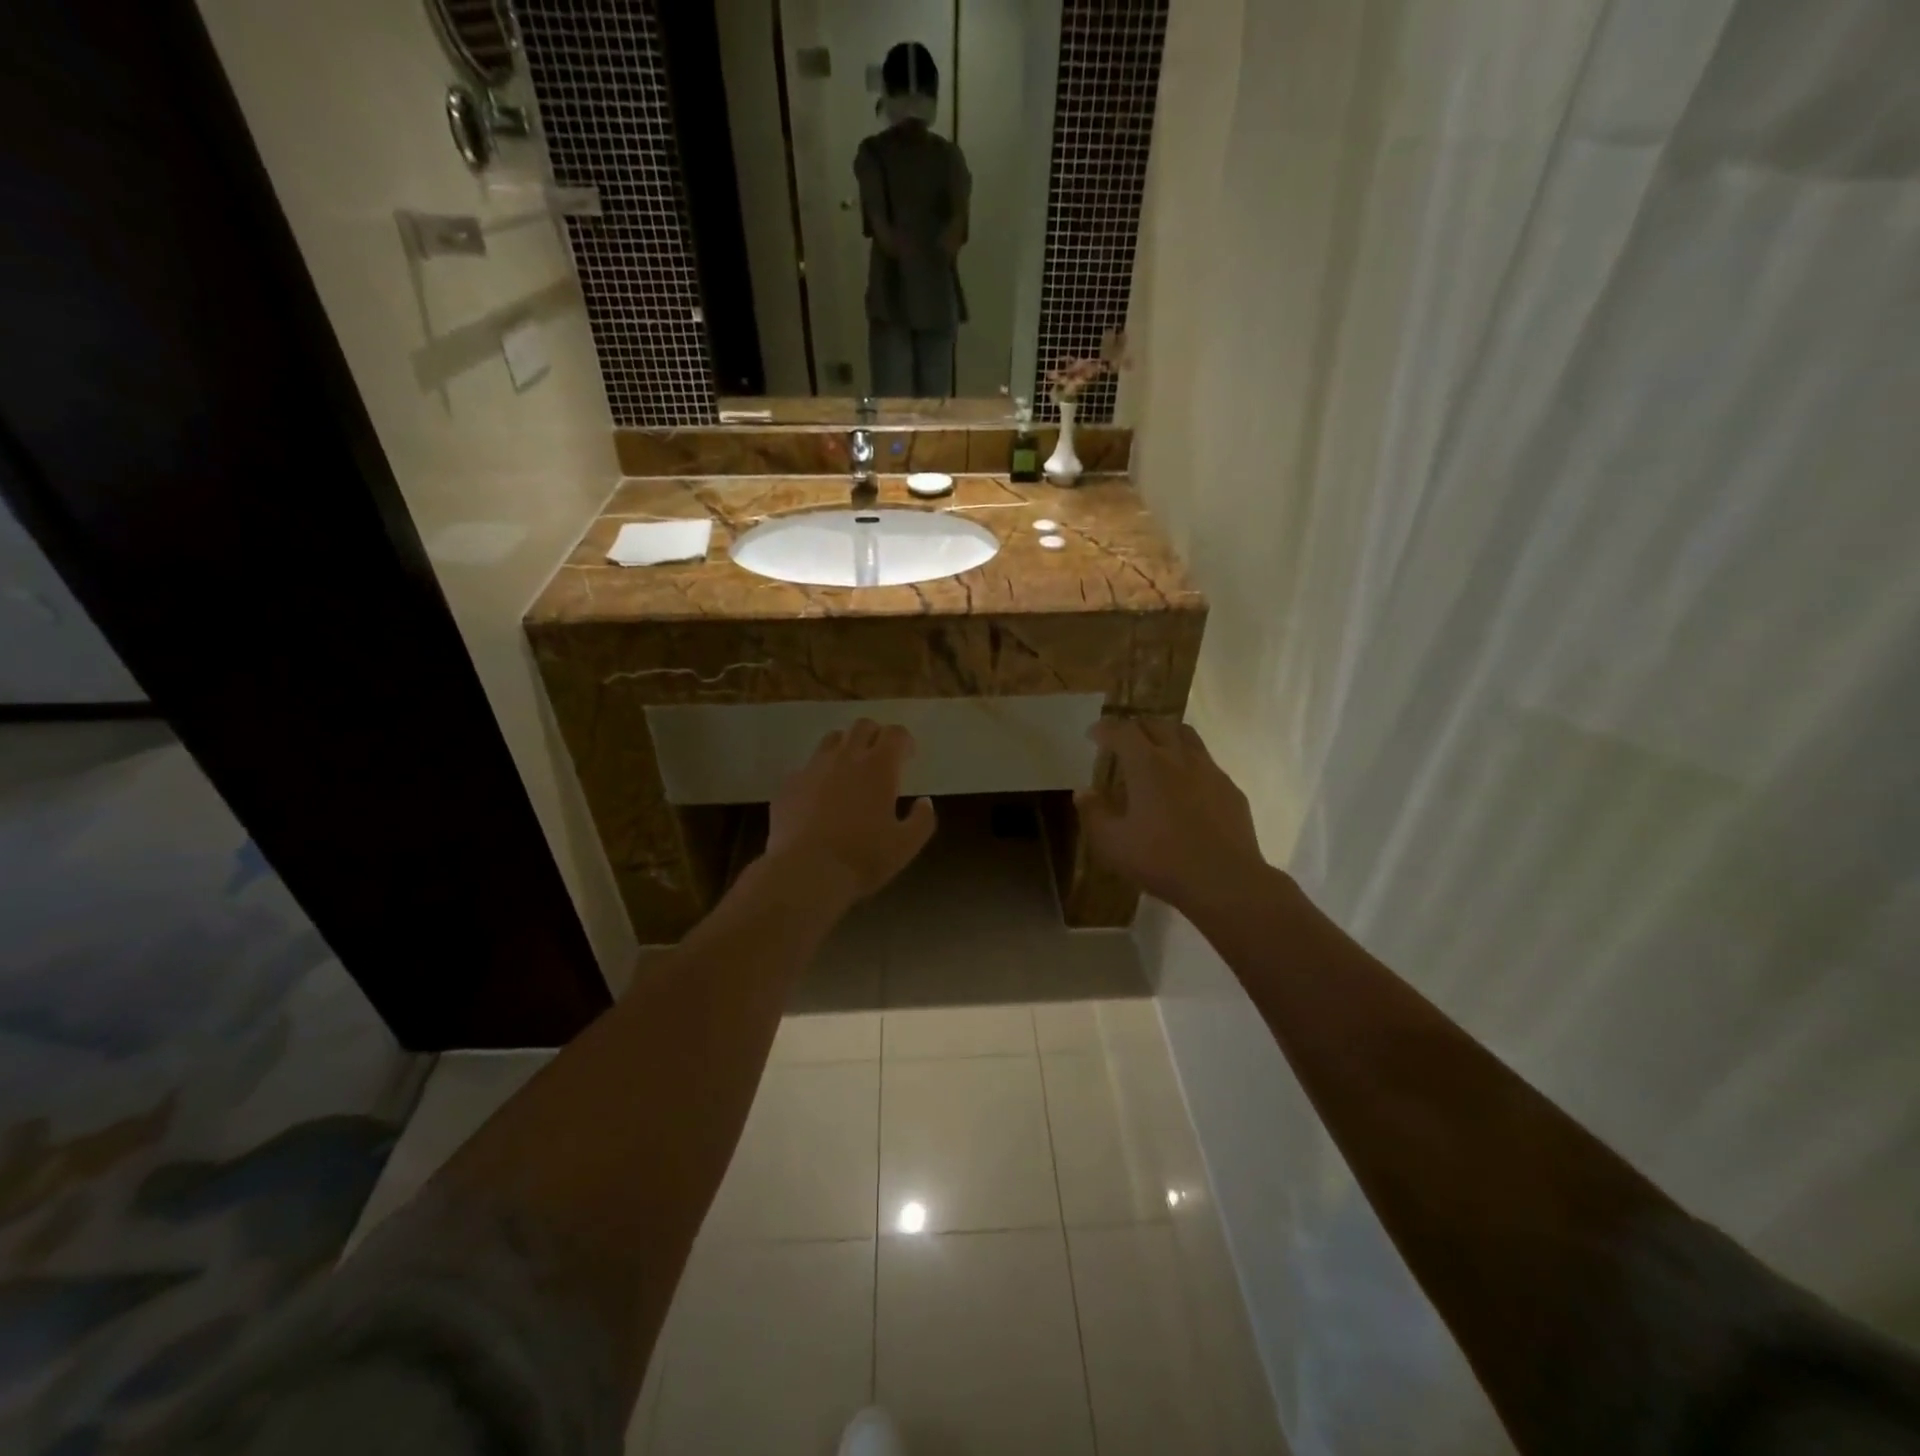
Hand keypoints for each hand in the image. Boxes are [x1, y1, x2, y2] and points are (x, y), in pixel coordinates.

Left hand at [767, 719, 937, 903]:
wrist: (805, 872)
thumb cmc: (862, 858)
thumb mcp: (905, 846)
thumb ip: (922, 820)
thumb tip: (925, 802)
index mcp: (879, 767)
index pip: (895, 733)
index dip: (904, 740)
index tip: (908, 756)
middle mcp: (845, 757)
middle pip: (862, 726)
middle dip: (875, 735)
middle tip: (881, 758)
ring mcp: (813, 767)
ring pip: (832, 739)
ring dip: (846, 747)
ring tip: (850, 770)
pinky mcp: (789, 784)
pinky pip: (807, 767)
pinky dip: (819, 773)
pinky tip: (820, 796)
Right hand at [1074, 717, 1266, 911]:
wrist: (1224, 880)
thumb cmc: (1161, 860)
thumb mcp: (1112, 844)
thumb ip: (1093, 814)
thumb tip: (1083, 792)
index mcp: (1147, 765)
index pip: (1123, 731)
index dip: (1105, 729)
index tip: (1093, 735)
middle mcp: (1180, 758)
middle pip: (1157, 725)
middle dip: (1136, 727)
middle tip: (1123, 740)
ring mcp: (1210, 771)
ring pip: (1187, 737)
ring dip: (1166, 736)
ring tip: (1156, 751)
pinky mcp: (1231, 790)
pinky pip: (1207, 763)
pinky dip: (1189, 763)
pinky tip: (1185, 785)